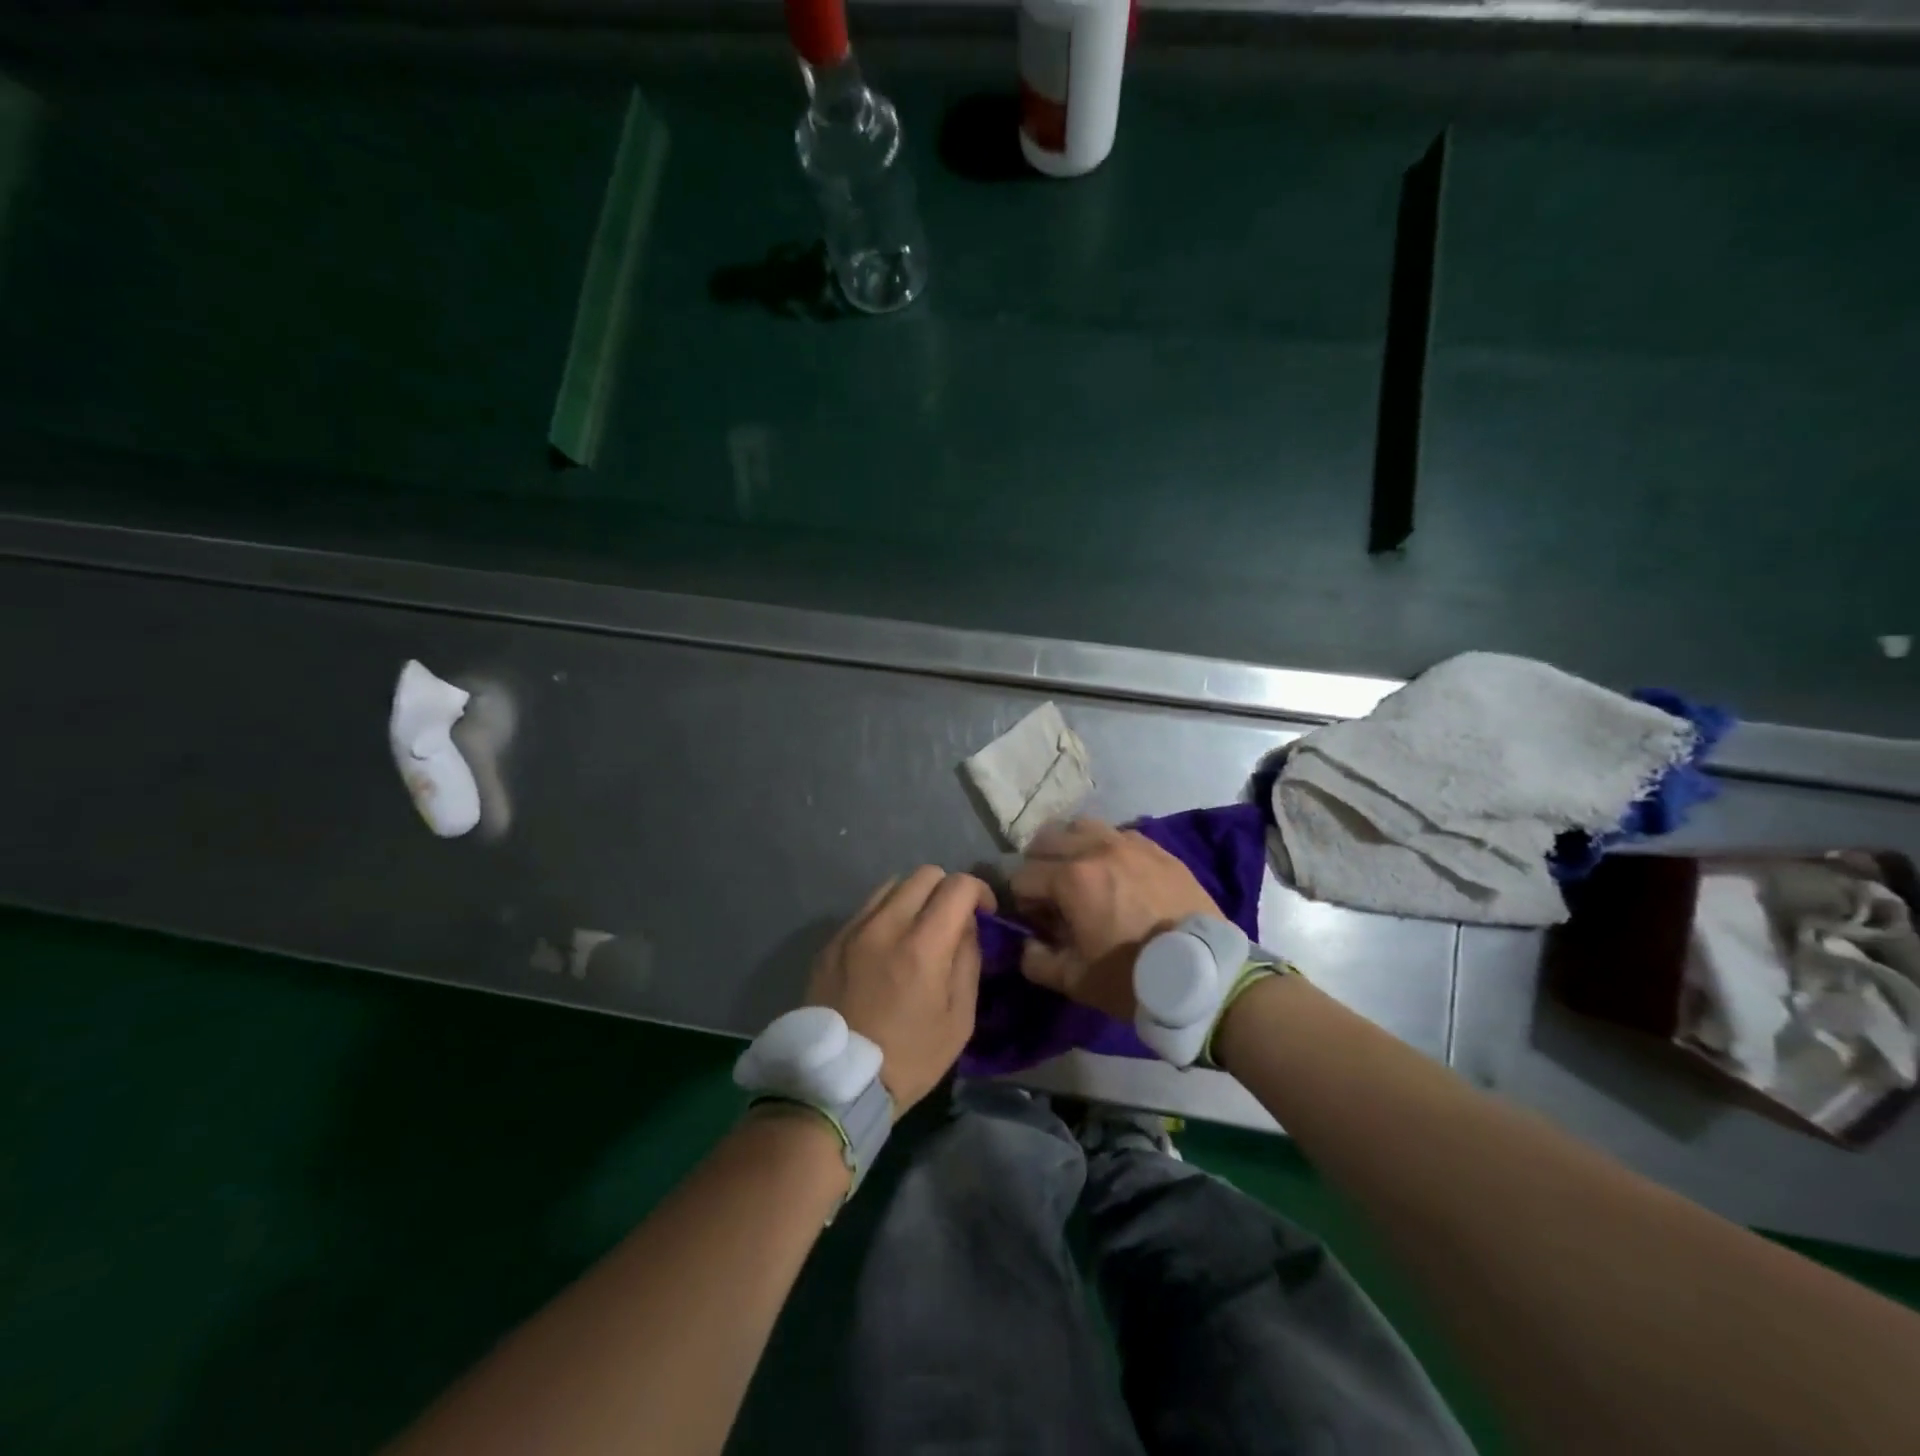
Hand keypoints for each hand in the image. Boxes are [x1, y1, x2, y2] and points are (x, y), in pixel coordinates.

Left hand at [807, 866, 995, 1114]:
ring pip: (892, 885)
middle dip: (948, 890)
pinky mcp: (831, 942)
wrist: (834, 1084)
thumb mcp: (958, 1020)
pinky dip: (887, 915)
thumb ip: (968, 962)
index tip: (984, 914)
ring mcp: (852, 930)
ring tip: (919, 930)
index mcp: (922, 945)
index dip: (980, 891)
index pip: (957, 886)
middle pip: (924, 874)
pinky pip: (866, 909)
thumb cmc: (908, 1059)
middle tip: (953, 921)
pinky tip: (888, 947)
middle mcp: (885, 925)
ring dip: (915, 898)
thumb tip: (966, 927)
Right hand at [1010, 819, 1222, 1020]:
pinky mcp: (1157, 849)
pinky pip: (1118, 834)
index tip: (1036, 921)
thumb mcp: (1075, 982)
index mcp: (1071, 879)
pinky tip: (1115, 873)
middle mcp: (1096, 849)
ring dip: (1070, 847)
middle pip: (1046, 840)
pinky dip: (1105, 847)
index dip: (1021, 901)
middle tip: (1051, 895)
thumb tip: (1028, 943)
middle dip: (1039, 866)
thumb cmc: (1134, 979)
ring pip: (1082, 826)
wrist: (1206, 975)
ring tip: (1080, 874)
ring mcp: (1130, 844)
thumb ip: (1036, 960)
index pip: (1022, 876)